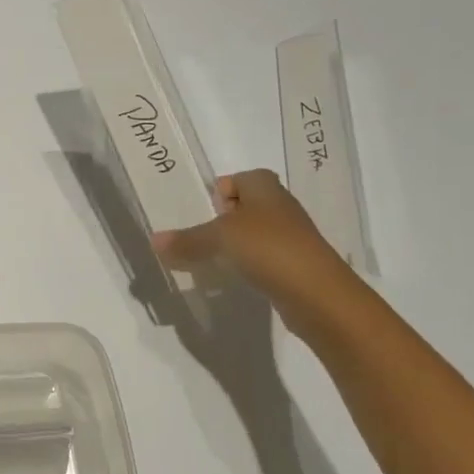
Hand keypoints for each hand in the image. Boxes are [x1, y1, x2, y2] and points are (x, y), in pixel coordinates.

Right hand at [152, 169, 349, 300]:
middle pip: (244, 206)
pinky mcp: (294, 265)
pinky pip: (263, 258)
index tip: (199, 211)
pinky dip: (247, 266)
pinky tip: (233, 280)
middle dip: (220, 220)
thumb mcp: (219, 238)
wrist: (319, 294)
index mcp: (264, 187)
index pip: (237, 178)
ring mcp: (290, 237)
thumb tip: (154, 240)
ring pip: (253, 234)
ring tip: (209, 261)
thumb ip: (187, 239)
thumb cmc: (268, 248)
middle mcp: (280, 206)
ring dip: (233, 245)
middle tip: (197, 237)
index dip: (218, 191)